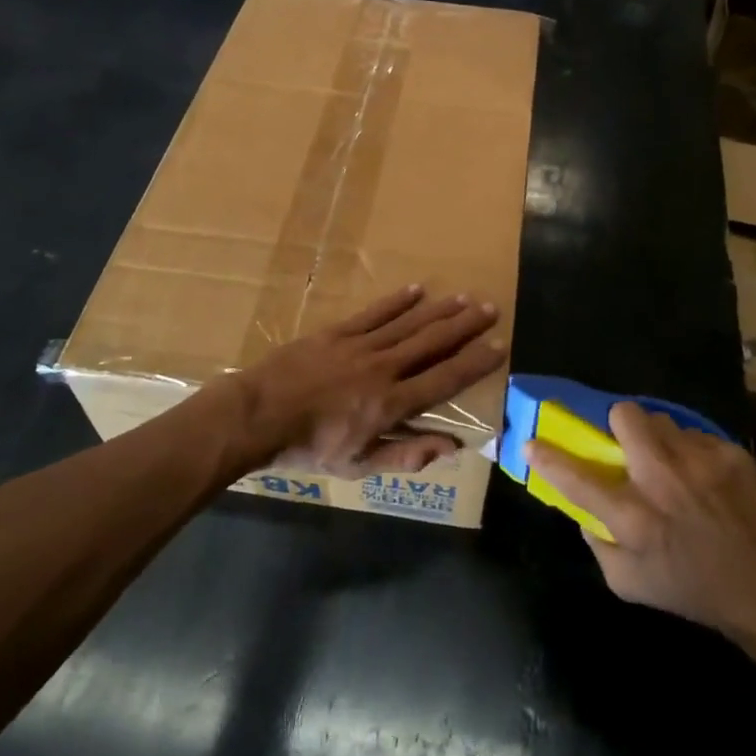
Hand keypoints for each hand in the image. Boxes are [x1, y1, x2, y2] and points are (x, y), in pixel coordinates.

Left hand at [235, 286, 507, 478]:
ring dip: (439, 310)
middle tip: (490, 309)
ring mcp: (360, 347)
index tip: (499, 347)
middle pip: (432, 343)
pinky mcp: (337, 332)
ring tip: (464, 297)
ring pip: (408, 324)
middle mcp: (383, 369)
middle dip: (464, 326)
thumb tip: (452, 447)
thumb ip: (406, 455)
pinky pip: (374, 314)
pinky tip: (417, 289)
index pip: (444, 380)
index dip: (474, 363)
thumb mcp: (359, 465)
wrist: (257, 416)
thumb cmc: (309, 448)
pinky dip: (397, 301)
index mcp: (391, 405)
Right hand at [526, 403, 755, 667]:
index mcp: (633, 517)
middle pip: (624, 416)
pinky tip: (706, 479)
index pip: (575, 477)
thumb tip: (584, 510)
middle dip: (619, 424)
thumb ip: (599, 545)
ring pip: (661, 419)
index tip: (532, 444)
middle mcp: (662, 480)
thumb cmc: (696, 591)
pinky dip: (691, 452)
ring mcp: (700, 461)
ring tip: (673, 465)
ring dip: (657, 439)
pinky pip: (695, 435)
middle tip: (627, 447)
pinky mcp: (730, 453)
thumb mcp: (632, 586)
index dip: (547, 457)